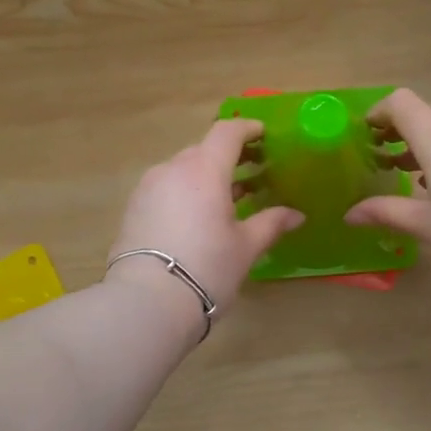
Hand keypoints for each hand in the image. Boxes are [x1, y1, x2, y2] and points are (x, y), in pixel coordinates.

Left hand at [107, 118, 303, 324]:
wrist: (147, 302)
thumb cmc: (207, 268)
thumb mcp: (245, 247)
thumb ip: (271, 223)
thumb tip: (296, 214)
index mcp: (204, 169)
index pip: (227, 132)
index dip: (248, 129)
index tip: (265, 135)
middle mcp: (173, 169)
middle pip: (204, 150)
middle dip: (229, 156)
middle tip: (253, 171)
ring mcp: (148, 187)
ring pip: (183, 170)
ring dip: (206, 176)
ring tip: (229, 198)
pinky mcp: (134, 208)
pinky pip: (166, 188)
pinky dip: (186, 192)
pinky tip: (199, 217)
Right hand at [344, 88, 430, 280]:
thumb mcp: (428, 226)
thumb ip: (386, 212)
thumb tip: (349, 214)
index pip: (402, 103)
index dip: (379, 112)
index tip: (366, 134)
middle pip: (426, 113)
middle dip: (402, 131)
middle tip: (385, 161)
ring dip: (428, 142)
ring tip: (416, 177)